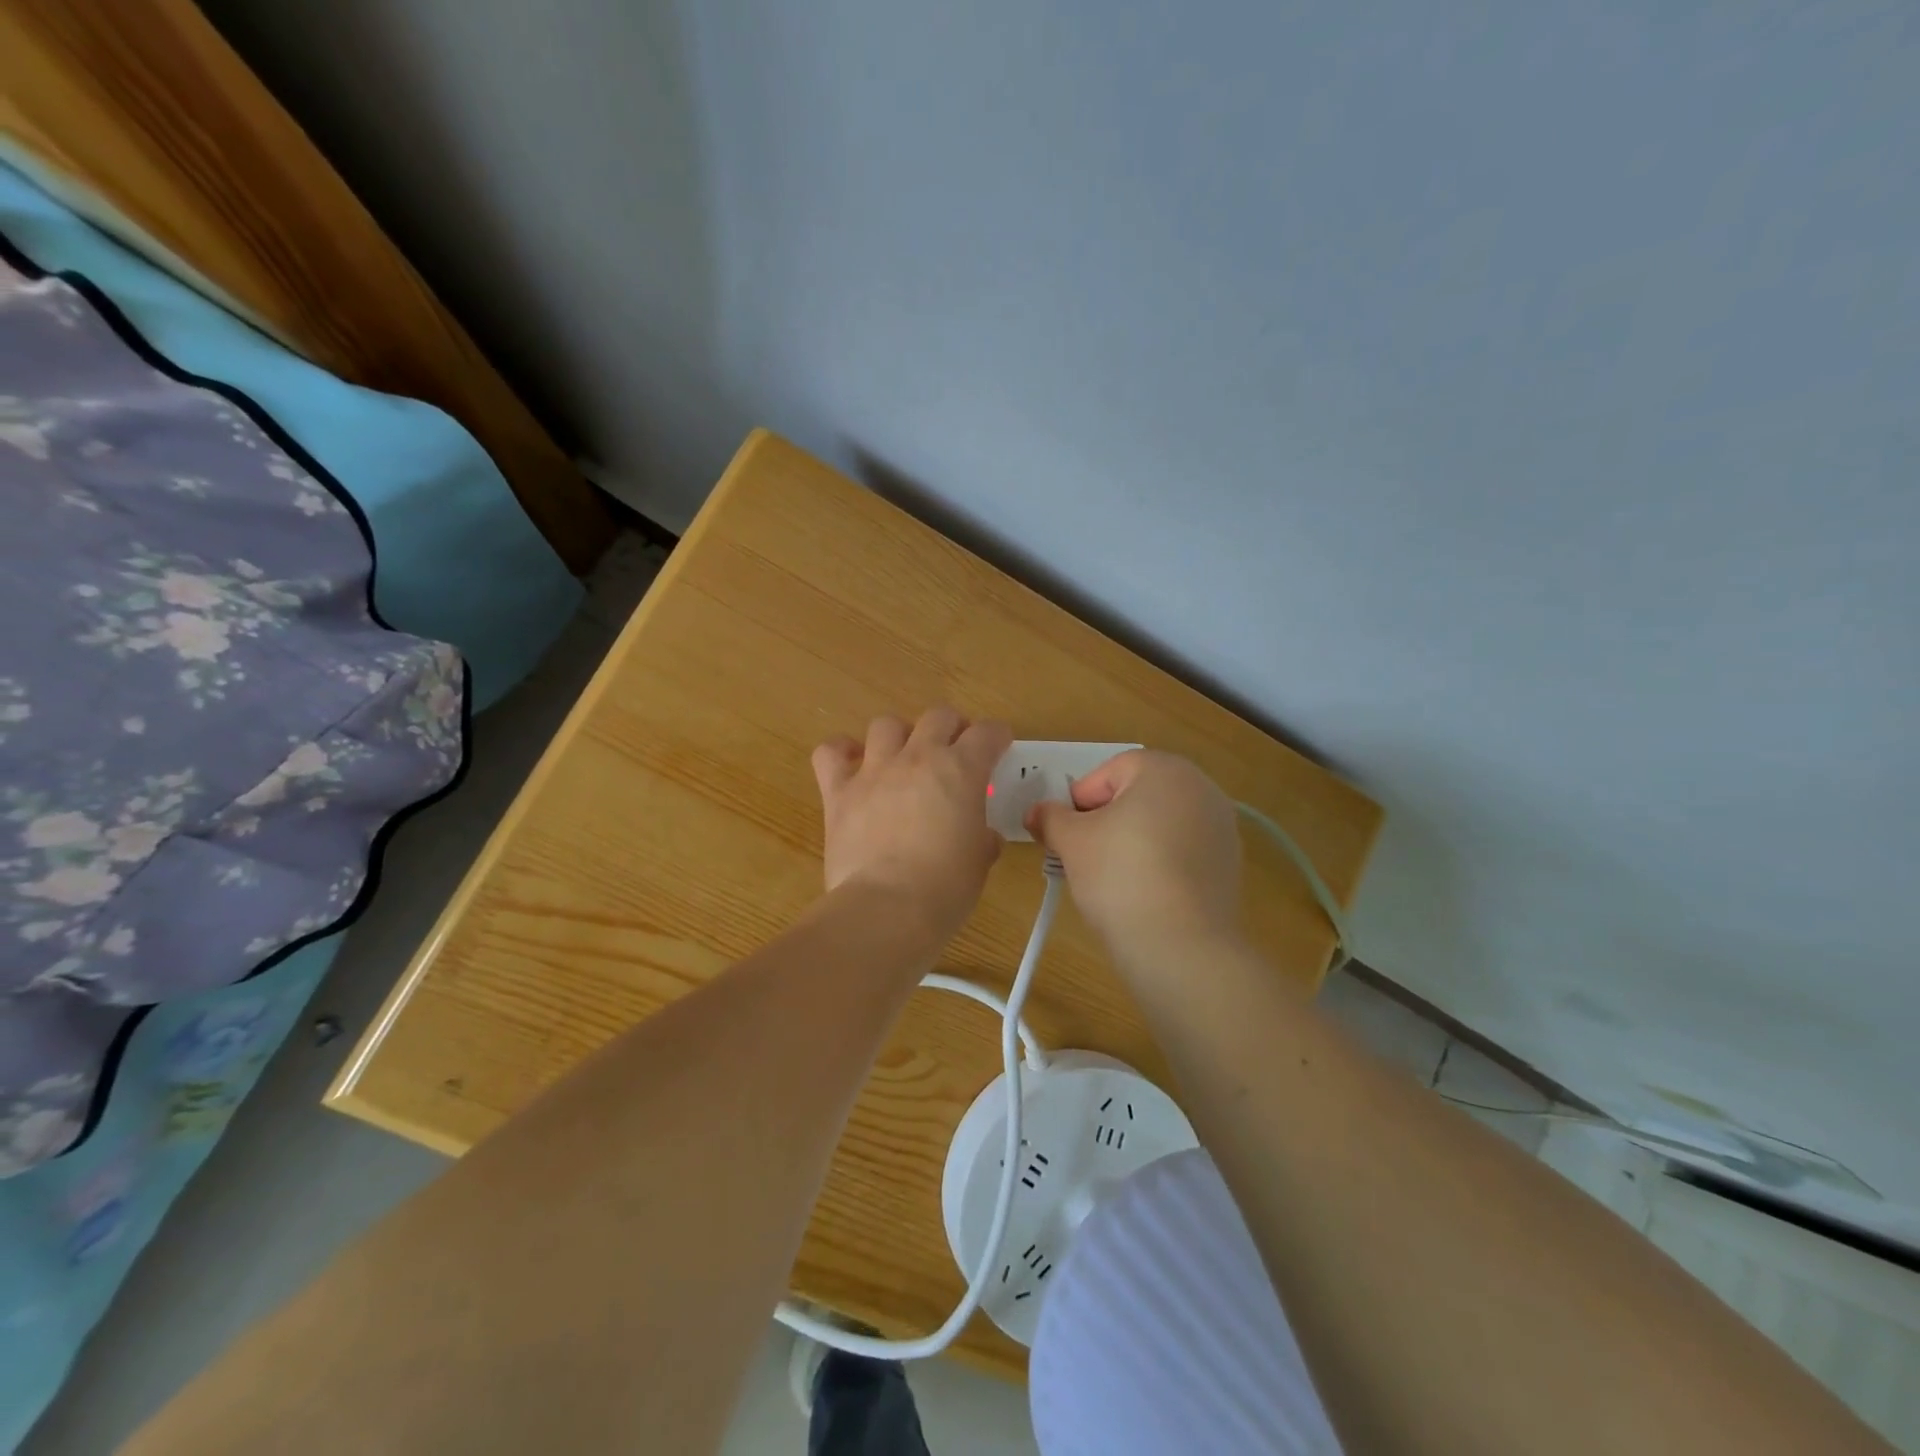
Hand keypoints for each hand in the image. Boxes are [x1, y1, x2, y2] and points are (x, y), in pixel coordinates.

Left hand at [811, 707, 1010, 946]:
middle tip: (954, 749)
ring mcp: (875, 770)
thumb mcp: (980, 861)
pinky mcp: (839, 791)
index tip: (998, 746)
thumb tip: (982, 836)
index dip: (996, 737)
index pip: (987, 733)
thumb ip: (981, 837)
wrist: (888, 908)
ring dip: (899, 735)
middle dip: (951, 727)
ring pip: (886, 724)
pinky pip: (831, 752)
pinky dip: (841, 752)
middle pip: (938, 716)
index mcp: (961, 771)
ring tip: (903, 756)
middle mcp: (918, 758)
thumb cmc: (945, 888)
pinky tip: (851, 765)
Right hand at [1027, 750, 1243, 972]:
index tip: (1065, 835)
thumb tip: (1036, 812)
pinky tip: (1141, 894)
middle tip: (1082, 854)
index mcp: (1165, 769)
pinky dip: (1158, 863)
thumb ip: (1050, 818)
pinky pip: (1180, 852)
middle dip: (1105, 820)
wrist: (1180, 947)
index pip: (1107, 772)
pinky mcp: (1228, 864)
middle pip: (1136, 795)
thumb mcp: (1072, 842)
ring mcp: (1221, 827)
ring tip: (1110, 879)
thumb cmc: (1120, 876)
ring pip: (1159, 824)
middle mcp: (1201, 788)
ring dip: (1131, 841)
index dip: (1079, 801)